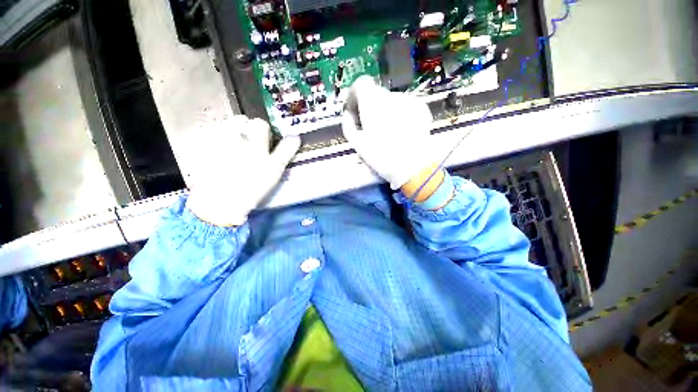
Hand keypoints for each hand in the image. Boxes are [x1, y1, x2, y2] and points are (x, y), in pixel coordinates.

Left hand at [179, 116, 299, 225]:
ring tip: (231, 155)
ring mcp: (213, 137)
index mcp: (253, 138)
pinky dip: (213, 142)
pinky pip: (208, 135)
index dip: (264, 134)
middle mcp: (232, 131)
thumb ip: (285, 151)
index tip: (264, 146)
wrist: (220, 202)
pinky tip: (217, 158)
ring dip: (229, 135)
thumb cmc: (253, 186)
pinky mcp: (198, 144)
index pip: (261, 124)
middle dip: (245, 132)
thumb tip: (295, 137)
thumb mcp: (275, 169)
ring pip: (224, 127)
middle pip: (240, 121)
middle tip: (247, 150)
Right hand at [341, 76, 438, 194]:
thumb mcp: (357, 144)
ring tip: (388, 133)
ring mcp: (408, 101)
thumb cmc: (383, 156)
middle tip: (371, 127)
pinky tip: (401, 132)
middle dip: (371, 107)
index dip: (355, 96)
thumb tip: (348, 116)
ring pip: (391, 102)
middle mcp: (390, 95)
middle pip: (376, 94)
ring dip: (386, 112)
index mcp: (372, 102)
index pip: (360, 84)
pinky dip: (400, 116)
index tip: (355, 110)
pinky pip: (405, 108)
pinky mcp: (421, 109)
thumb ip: (348, 125)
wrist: (414, 166)